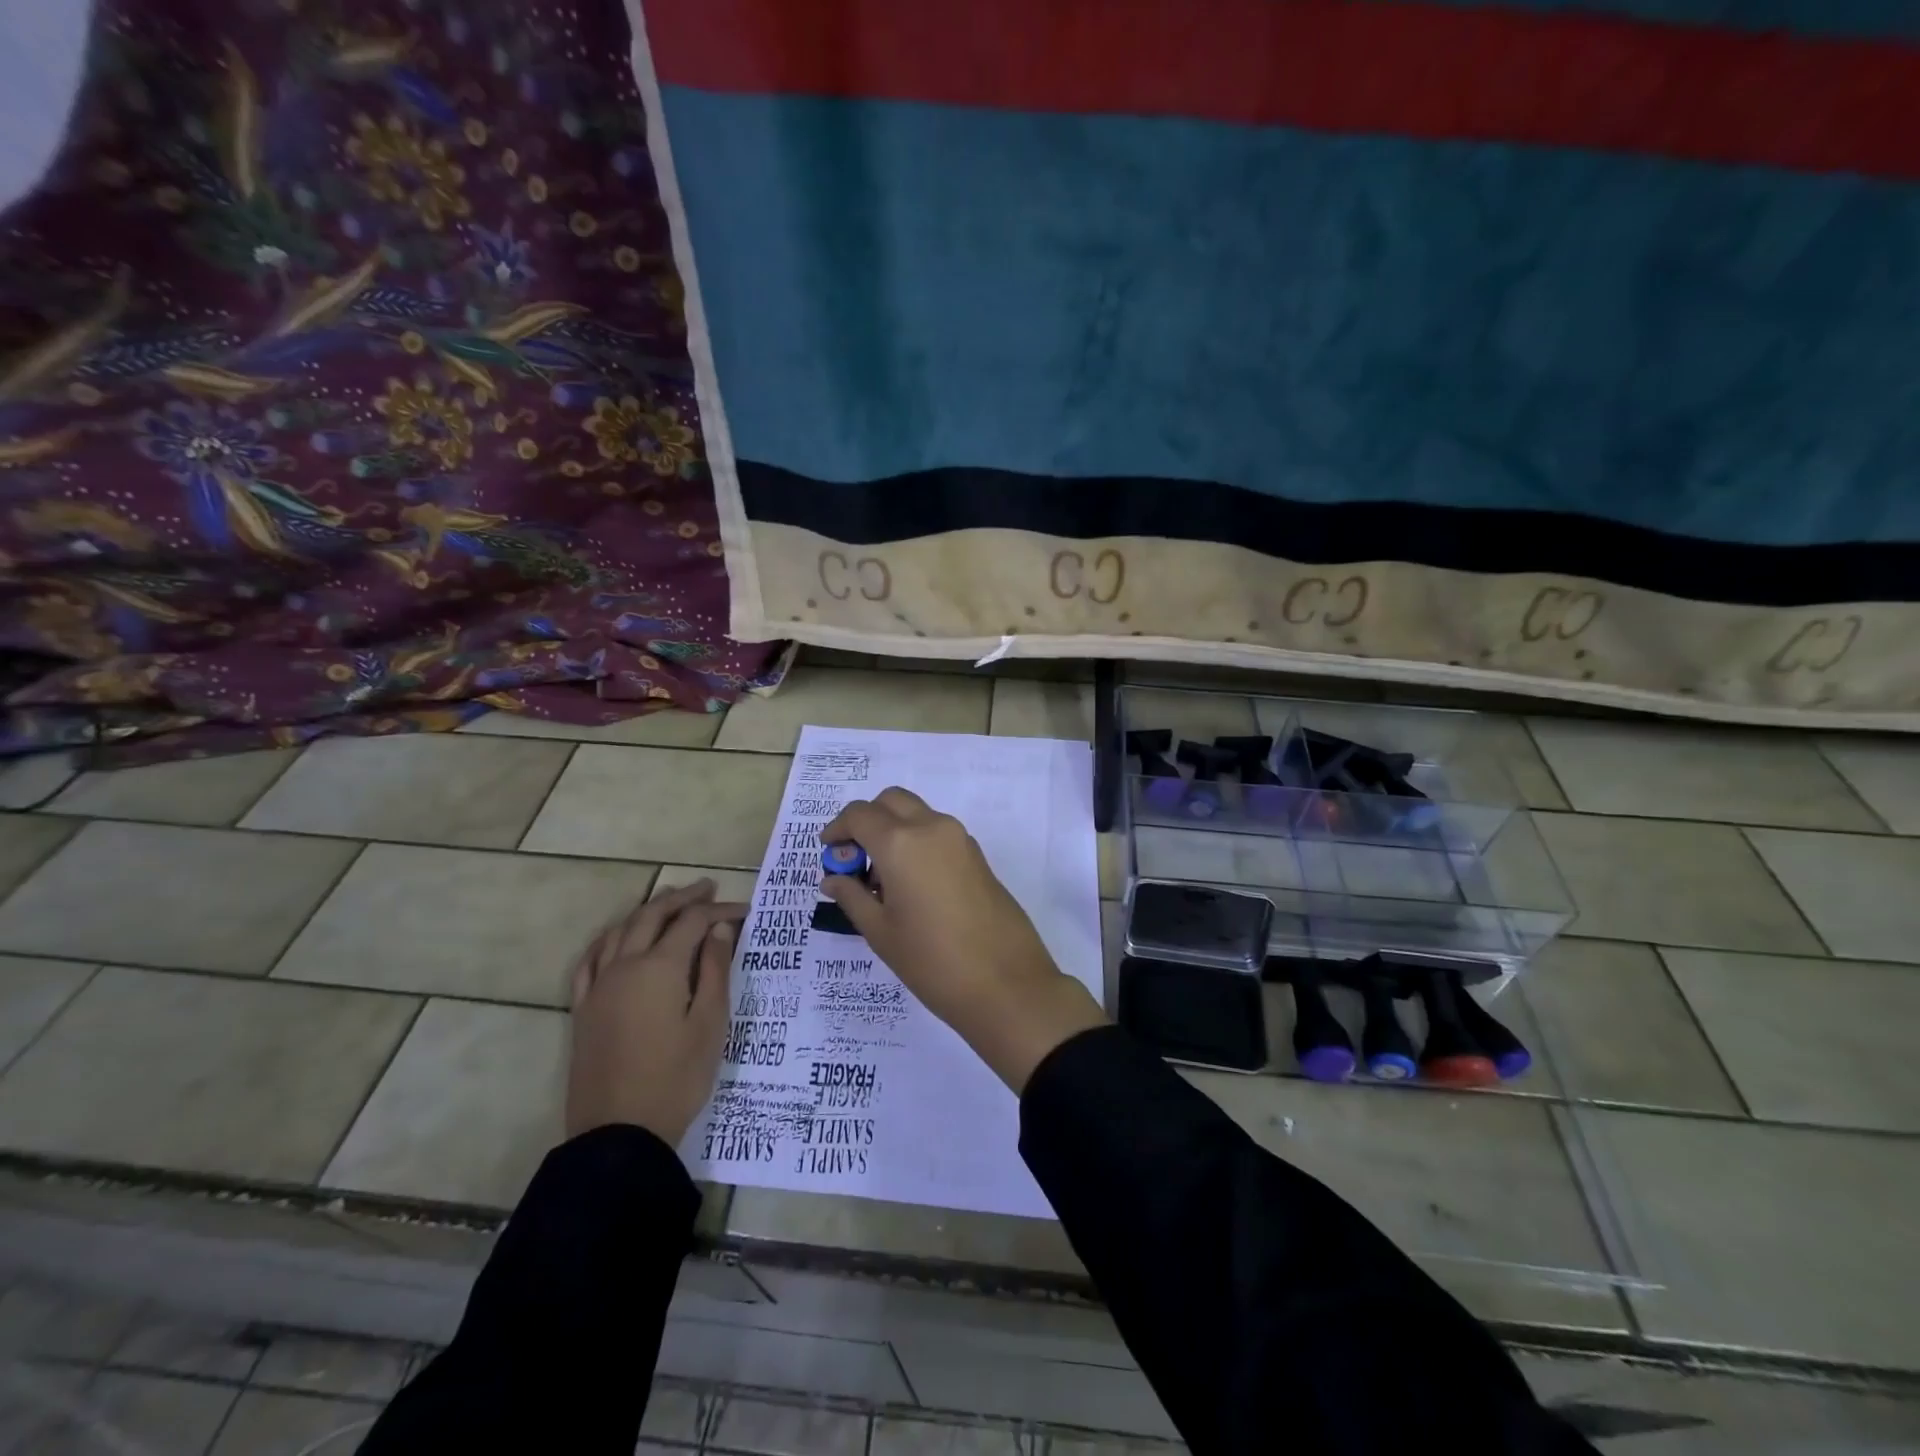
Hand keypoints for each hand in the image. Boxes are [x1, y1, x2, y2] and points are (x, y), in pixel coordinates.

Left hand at [566, 879, 746, 1144]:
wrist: (620, 1132)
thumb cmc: (677, 1077)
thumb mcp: (710, 1023)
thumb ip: (715, 970)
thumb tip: (719, 928)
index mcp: (660, 967)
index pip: (692, 922)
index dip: (719, 910)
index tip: (744, 911)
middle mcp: (625, 966)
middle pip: (652, 916)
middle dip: (682, 898)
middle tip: (707, 887)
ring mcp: (599, 987)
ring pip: (620, 931)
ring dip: (646, 910)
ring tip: (667, 901)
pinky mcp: (583, 1009)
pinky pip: (590, 960)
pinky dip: (608, 939)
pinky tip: (616, 938)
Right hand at [819, 788, 1105, 1091]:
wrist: (1007, 984)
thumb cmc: (932, 961)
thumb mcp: (881, 933)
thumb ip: (853, 897)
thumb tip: (833, 878)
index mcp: (901, 843)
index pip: (860, 814)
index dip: (838, 829)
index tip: (828, 851)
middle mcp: (931, 828)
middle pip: (891, 801)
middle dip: (867, 819)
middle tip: (854, 858)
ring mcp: (960, 839)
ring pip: (917, 813)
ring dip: (893, 829)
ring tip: (882, 879)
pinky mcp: (977, 855)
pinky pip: (938, 832)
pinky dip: (917, 841)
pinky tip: (911, 885)